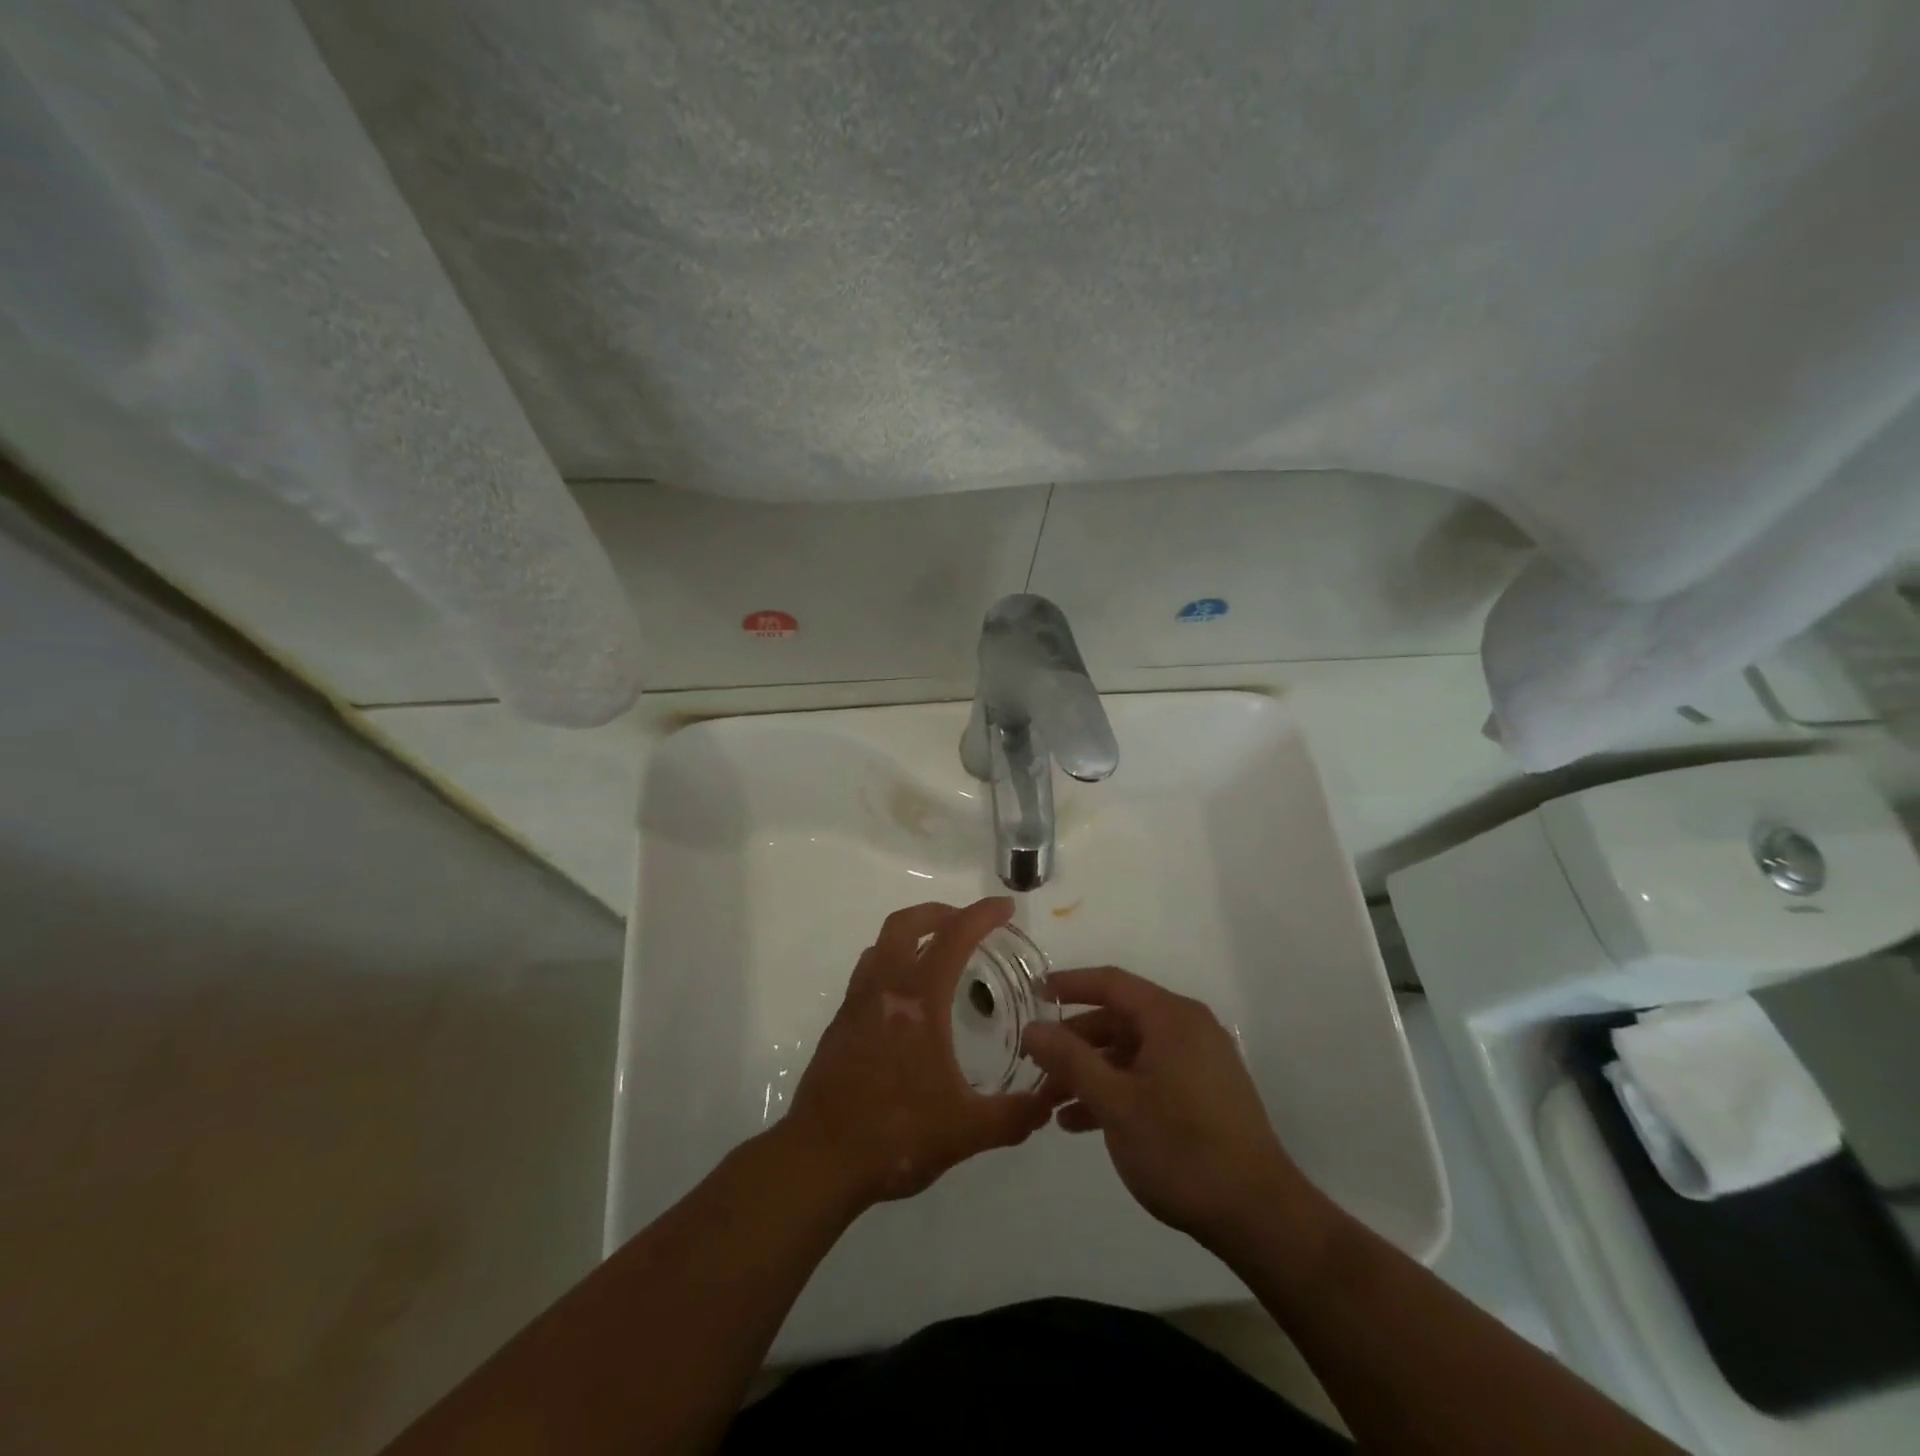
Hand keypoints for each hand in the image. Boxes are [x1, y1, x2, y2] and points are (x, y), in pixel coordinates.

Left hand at [782, 898, 1058, 1208]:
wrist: (820, 1160)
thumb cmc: (896, 1136)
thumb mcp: (967, 1131)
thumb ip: (1014, 1115)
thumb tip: (1050, 1100)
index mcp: (918, 1001)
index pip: (953, 937)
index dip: (982, 915)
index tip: (1006, 908)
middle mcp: (883, 989)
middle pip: (906, 924)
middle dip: (940, 912)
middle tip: (968, 923)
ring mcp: (856, 1004)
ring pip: (881, 945)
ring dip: (912, 935)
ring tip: (938, 953)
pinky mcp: (840, 1024)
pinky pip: (867, 973)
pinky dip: (892, 964)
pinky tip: (907, 1000)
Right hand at [1021, 966, 1325, 1250]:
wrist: (1259, 1216)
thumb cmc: (1181, 1149)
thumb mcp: (1114, 1102)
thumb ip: (1069, 1059)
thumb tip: (1032, 1027)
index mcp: (1170, 1017)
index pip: (1110, 982)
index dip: (1069, 985)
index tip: (1032, 994)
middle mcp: (1188, 1028)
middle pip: (1118, 1019)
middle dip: (1074, 1042)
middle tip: (1035, 1066)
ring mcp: (1200, 1062)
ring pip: (1131, 1052)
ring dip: (1090, 1072)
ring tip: (1050, 1104)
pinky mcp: (1205, 1094)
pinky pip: (1150, 1076)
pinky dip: (1117, 1090)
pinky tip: (1082, 1123)